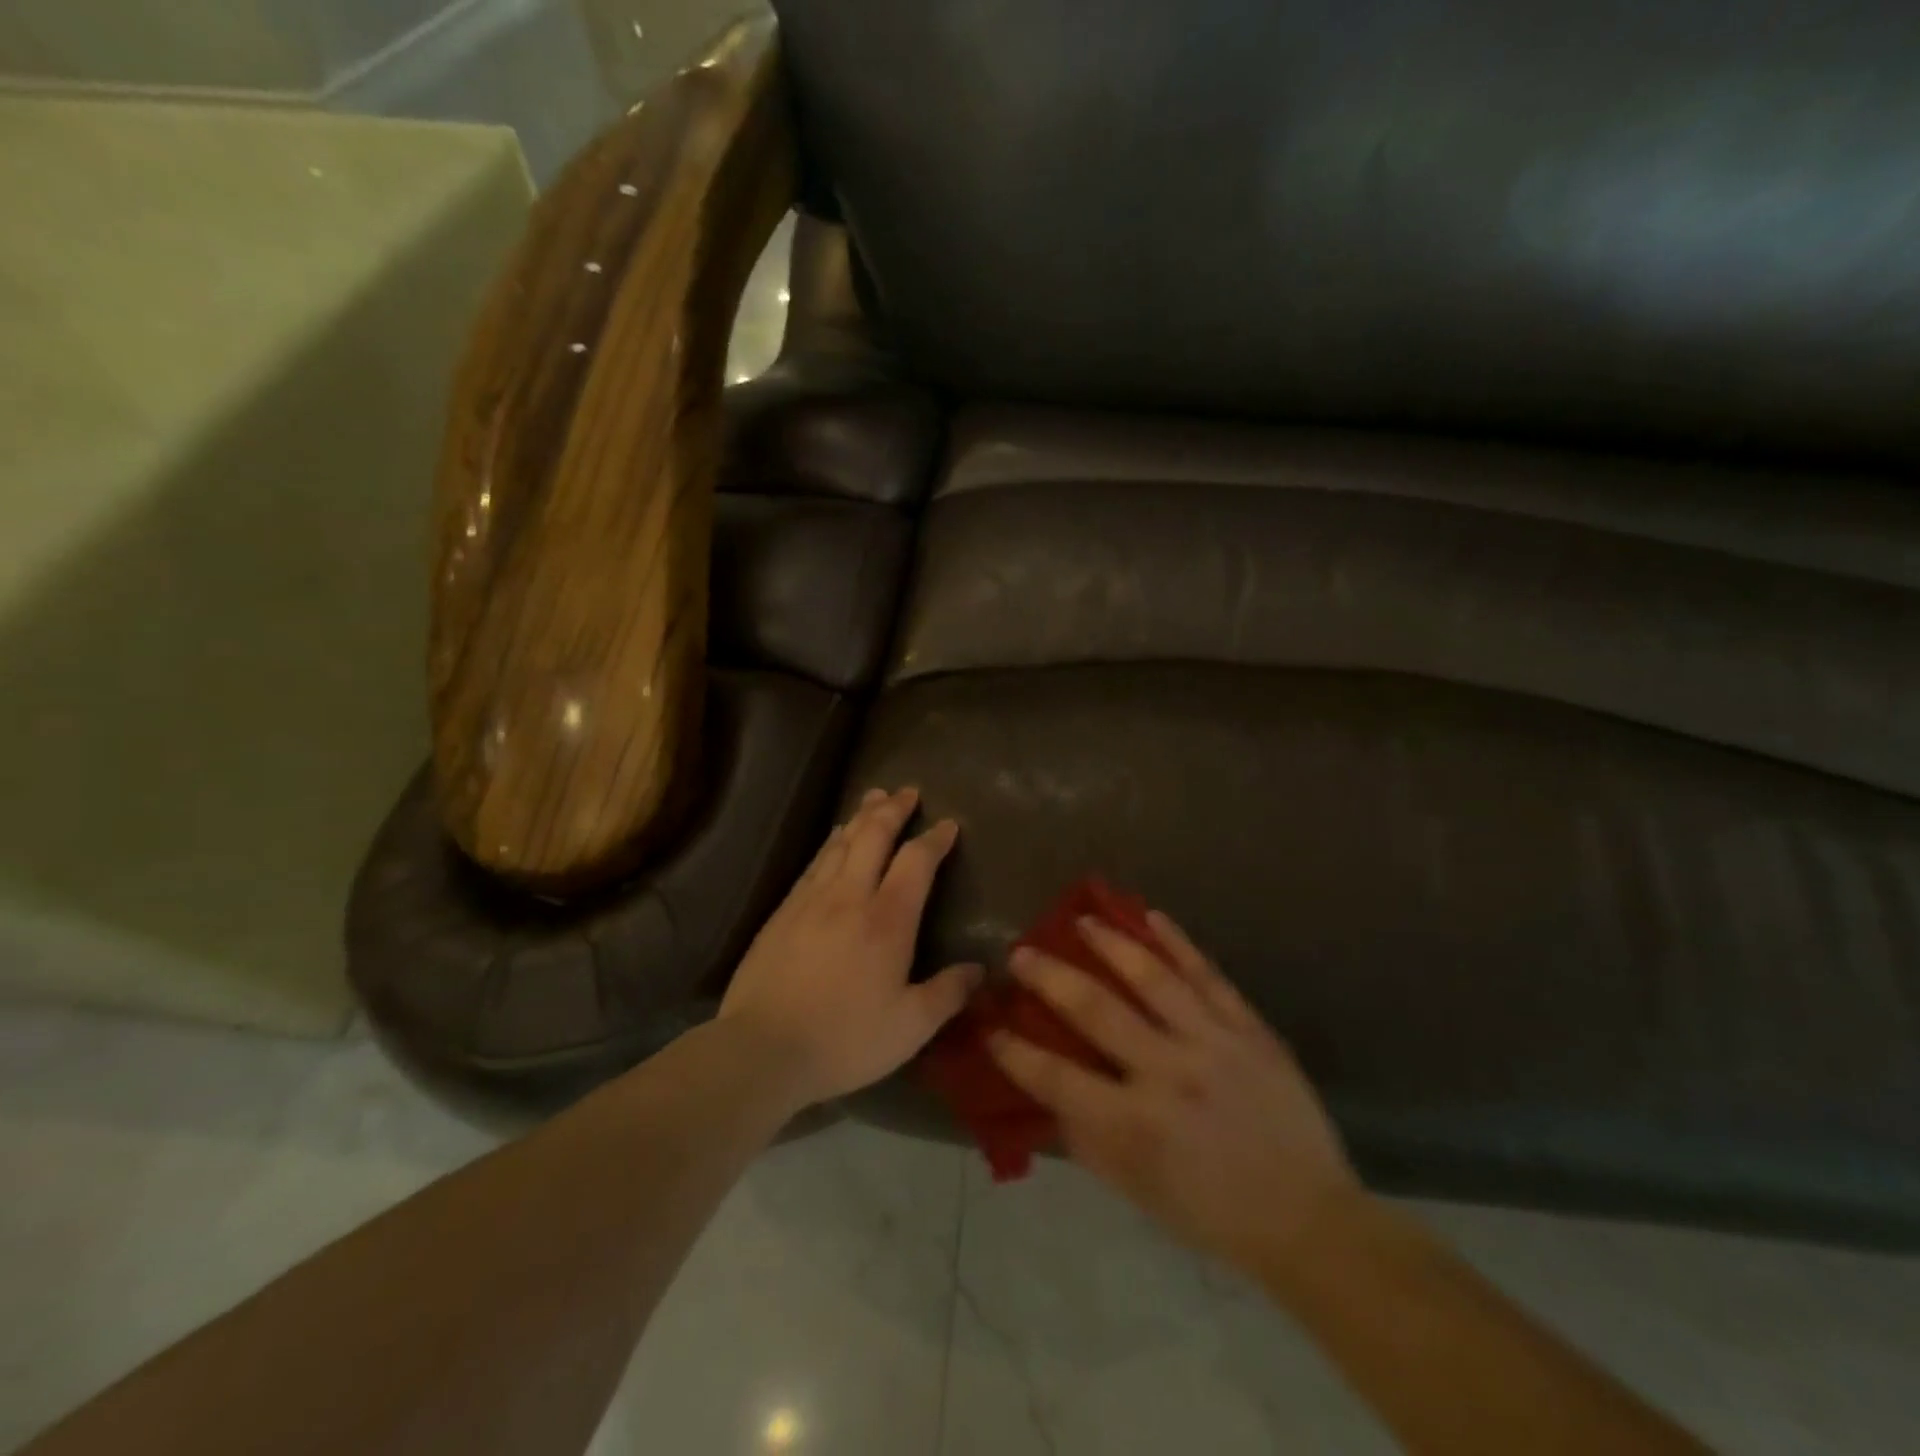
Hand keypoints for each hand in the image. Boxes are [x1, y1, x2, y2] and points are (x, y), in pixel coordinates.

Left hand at [719, 787, 981, 1108]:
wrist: (761, 1049)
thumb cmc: (844, 1039)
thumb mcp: (910, 1027)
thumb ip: (948, 993)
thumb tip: (979, 969)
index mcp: (887, 920)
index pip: (916, 862)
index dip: (934, 839)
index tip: (948, 824)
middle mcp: (850, 896)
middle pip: (873, 836)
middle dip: (893, 809)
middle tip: (908, 791)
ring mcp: (811, 900)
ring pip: (840, 843)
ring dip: (861, 816)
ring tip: (873, 798)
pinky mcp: (783, 911)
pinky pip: (814, 862)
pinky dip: (831, 842)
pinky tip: (834, 838)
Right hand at [988, 911, 1360, 1275]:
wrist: (1306, 1216)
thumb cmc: (1210, 1211)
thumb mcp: (1136, 1189)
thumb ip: (1085, 1137)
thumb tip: (1044, 1090)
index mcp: (1135, 1125)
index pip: (1055, 1077)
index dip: (1014, 1050)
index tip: (990, 1025)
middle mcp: (1168, 1074)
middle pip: (1096, 1009)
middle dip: (1049, 976)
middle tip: (1021, 952)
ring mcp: (1213, 1043)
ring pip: (1151, 977)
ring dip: (1109, 942)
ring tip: (1080, 920)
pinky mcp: (1249, 1028)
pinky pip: (1207, 974)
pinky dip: (1177, 942)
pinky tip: (1151, 915)